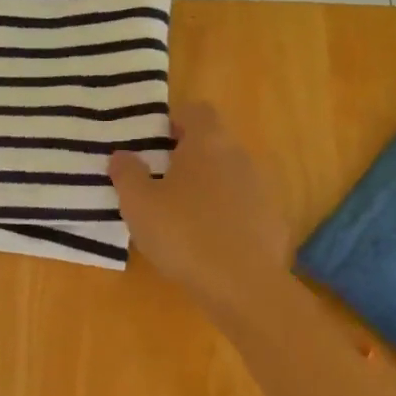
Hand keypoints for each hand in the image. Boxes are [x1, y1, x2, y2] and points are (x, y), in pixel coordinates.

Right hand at [109, 101, 290, 321]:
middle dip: (187, 158)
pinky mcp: (273, 220)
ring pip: (228, 176)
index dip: (174, 121)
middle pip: (213, 143)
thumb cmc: (184, 234)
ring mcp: (262, 189)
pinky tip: (210, 244)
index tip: (154, 145)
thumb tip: (122, 155)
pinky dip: (226, 217)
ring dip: (207, 188)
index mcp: (208, 143)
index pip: (196, 111)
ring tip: (182, 218)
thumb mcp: (139, 204)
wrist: (244, 285)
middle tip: (159, 184)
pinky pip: (244, 208)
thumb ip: (127, 174)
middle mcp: (240, 156)